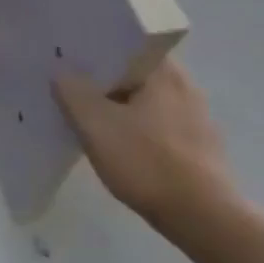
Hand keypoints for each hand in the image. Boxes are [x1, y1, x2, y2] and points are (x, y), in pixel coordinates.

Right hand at [53, 59, 238, 229]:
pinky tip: (118, 145)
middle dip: (104, 81)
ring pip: (146, 101)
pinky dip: (136, 129)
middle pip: (135, 73)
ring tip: (89, 117)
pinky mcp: (198, 146)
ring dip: (120, 106)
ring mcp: (196, 118)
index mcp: (165, 73)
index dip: (97, 49)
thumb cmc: (146, 162)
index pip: (127, 45)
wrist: (202, 218)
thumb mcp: (95, 125)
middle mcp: (186, 87)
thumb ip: (73, 93)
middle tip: (71, 87)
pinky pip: (157, 125)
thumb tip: (62, 73)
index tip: (71, 59)